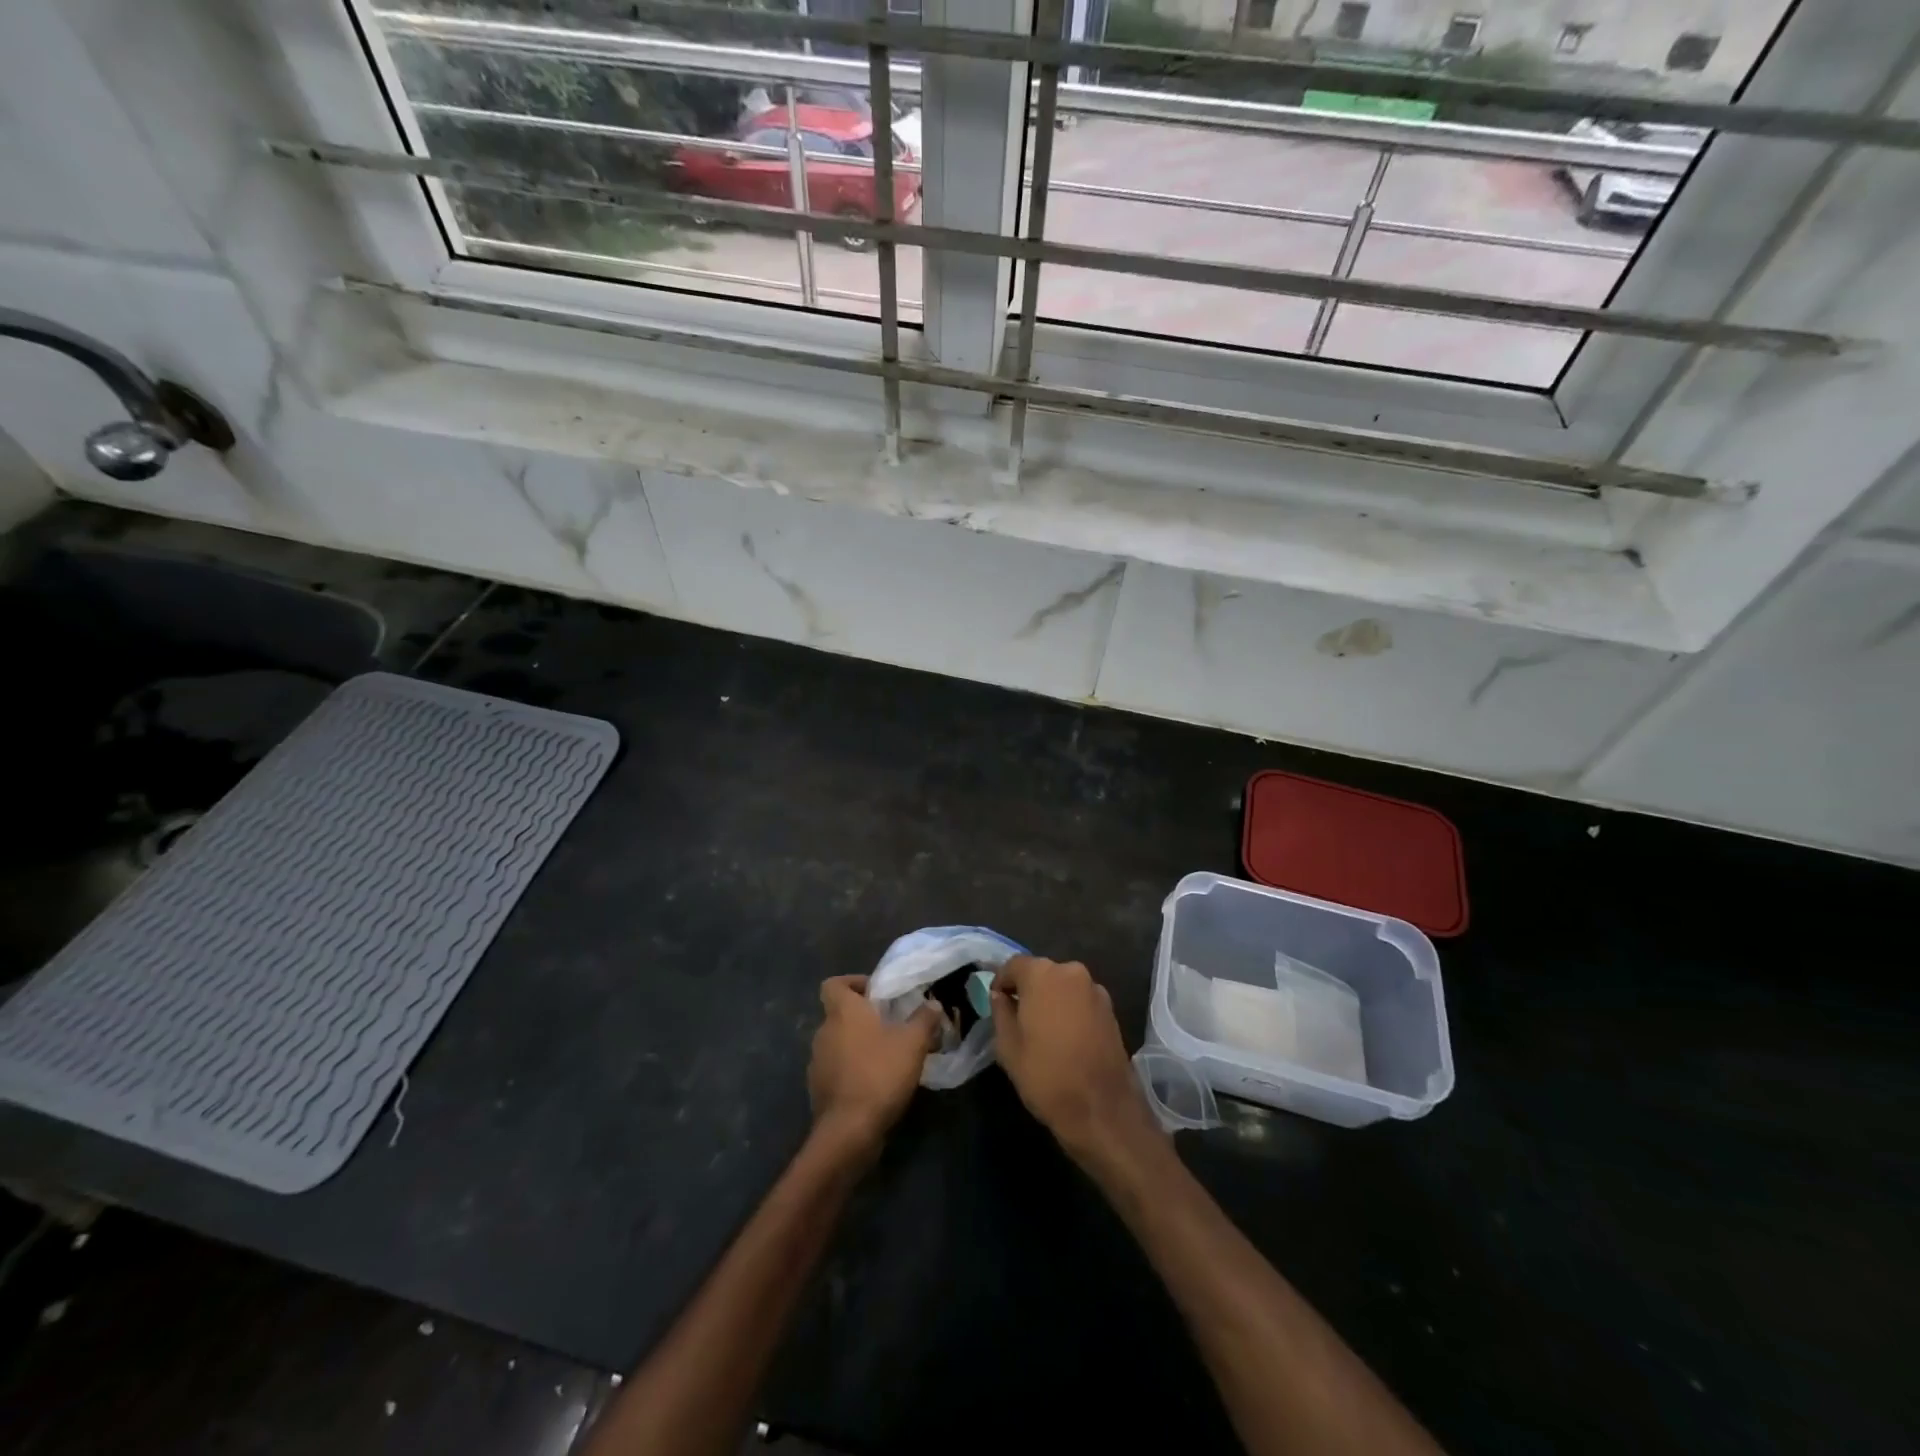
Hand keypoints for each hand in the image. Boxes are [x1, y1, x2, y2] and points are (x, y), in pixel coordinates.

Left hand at [808, 975, 941, 1157]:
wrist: (849, 1130)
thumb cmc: (879, 1073)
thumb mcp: (913, 1043)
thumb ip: (924, 1019)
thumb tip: (933, 1003)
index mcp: (842, 1012)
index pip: (833, 984)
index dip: (852, 982)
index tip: (875, 992)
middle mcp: (824, 1032)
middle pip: (839, 1014)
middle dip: (863, 1017)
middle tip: (891, 1024)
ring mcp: (817, 1062)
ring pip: (838, 1042)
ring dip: (858, 1045)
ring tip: (888, 1055)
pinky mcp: (819, 1089)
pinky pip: (836, 1069)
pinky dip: (852, 1070)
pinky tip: (876, 1082)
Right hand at [991, 955, 1161, 1167]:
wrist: (1101, 1109)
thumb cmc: (1046, 1075)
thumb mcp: (1007, 1046)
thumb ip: (1000, 1012)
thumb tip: (1000, 995)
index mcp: (1042, 974)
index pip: (1014, 965)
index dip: (1001, 982)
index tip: (996, 1002)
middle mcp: (1071, 972)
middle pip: (1041, 972)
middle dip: (1027, 989)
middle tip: (1017, 1017)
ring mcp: (1095, 989)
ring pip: (1062, 986)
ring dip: (1050, 1000)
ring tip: (1041, 1030)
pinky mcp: (1110, 1009)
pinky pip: (1080, 1000)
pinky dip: (1069, 1010)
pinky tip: (1065, 1037)